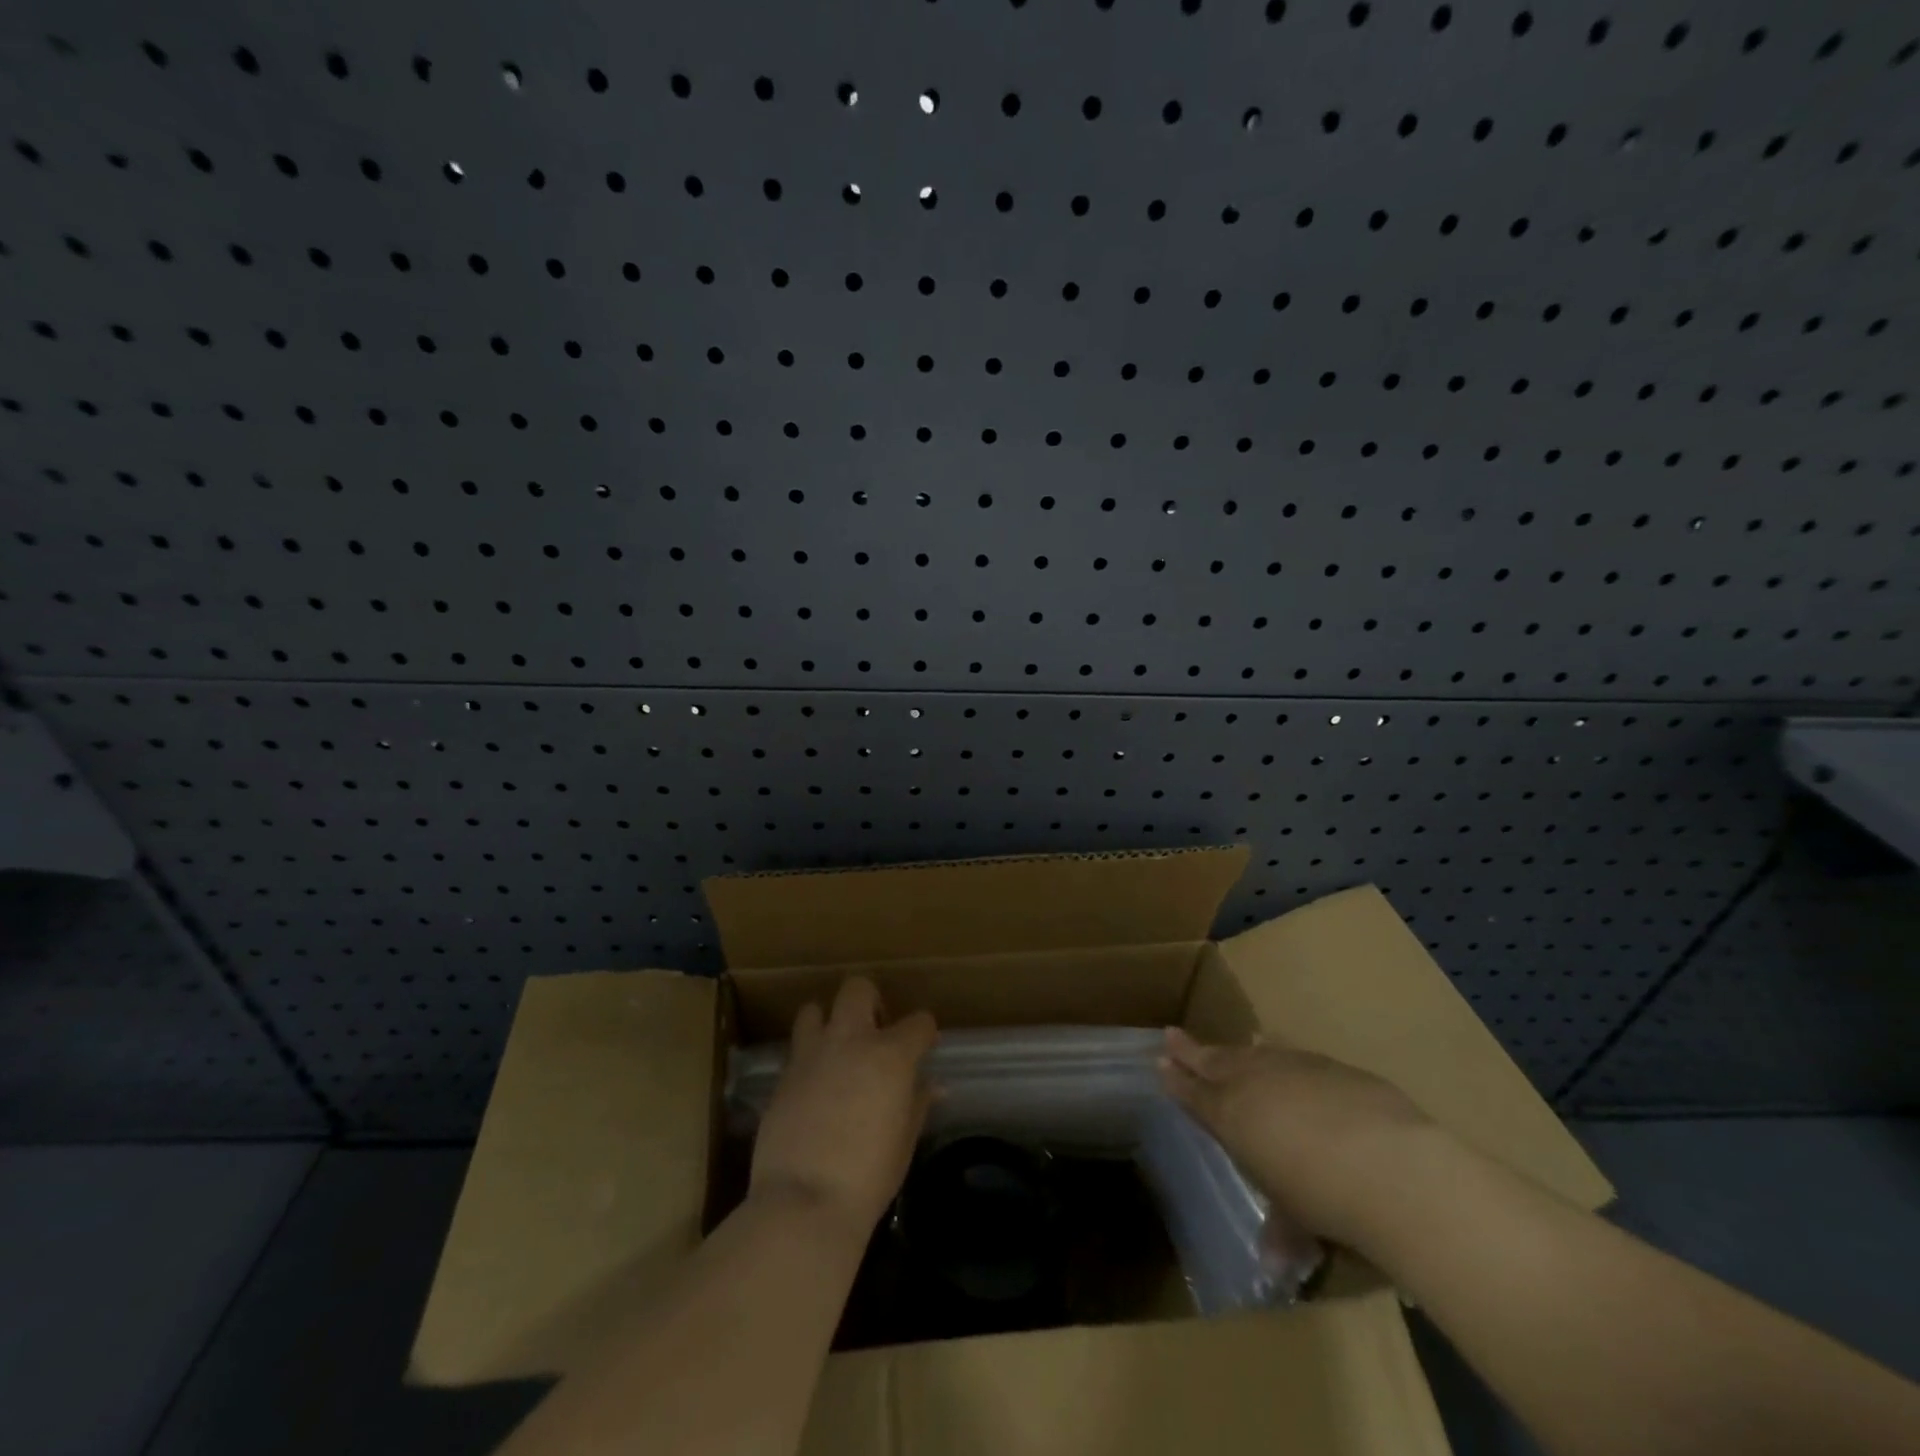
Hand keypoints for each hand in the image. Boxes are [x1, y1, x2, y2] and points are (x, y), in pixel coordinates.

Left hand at [750, 978, 937, 1244]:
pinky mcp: (782, 1076)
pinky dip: (808, 1057)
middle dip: (870, 1000)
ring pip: (814, 1009)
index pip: (919, 1021)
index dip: (924, 1032)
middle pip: (858, 988)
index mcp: (890, 1055)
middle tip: (874, 1030)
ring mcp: (811, 1054)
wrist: (803, 1202)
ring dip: (827, 1021)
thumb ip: (918, 1103)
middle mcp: (850, 1040)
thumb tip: (933, 1085)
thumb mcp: (905, 1141)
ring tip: (835, 1049)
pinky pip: (796, 1049)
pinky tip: (814, 1084)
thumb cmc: (868, 1177)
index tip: (924, 1046)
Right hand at [1160, 1027, 1439, 1248]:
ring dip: (1235, 1050)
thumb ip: (1282, 1230)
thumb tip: (1276, 1262)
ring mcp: (1290, 1068)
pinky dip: (1279, 1052)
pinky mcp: (1328, 1065)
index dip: (1177, 1082)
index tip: (1160, 1065)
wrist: (1385, 1163)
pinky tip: (1280, 1051)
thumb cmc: (1324, 1198)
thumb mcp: (1297, 1219)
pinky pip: (1291, 1054)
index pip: (1194, 1095)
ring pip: (1251, 1053)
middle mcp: (1252, 1084)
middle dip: (1190, 1051)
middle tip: (1171, 1035)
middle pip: (1213, 1062)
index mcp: (1231, 1118)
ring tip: (1229, 1045)